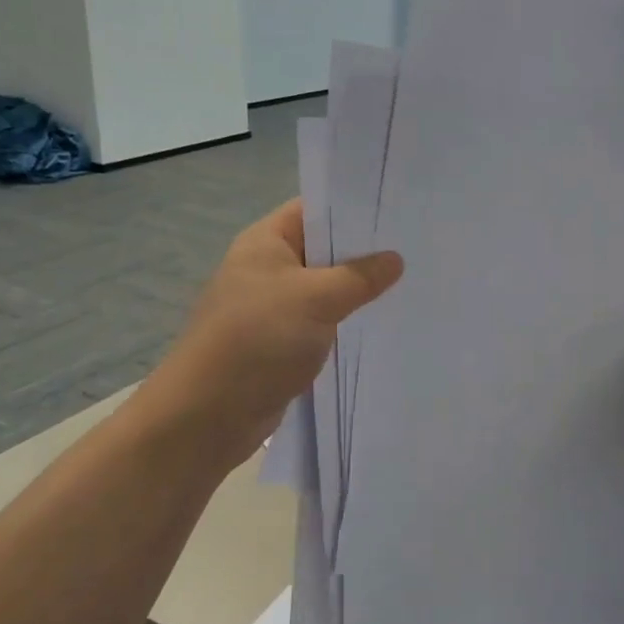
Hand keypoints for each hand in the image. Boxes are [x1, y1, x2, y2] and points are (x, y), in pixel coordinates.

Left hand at [142, 200, 402, 468]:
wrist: (207, 415)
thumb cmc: (257, 340)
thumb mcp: (315, 299)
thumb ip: (359, 277)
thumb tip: (396, 259)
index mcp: (266, 242)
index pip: (315, 210)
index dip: (355, 209)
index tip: (400, 214)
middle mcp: (267, 269)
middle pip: (324, 250)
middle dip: (365, 254)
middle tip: (416, 251)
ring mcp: (273, 308)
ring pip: (325, 290)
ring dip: (357, 293)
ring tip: (410, 287)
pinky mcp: (280, 343)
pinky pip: (320, 324)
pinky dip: (345, 324)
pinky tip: (380, 326)